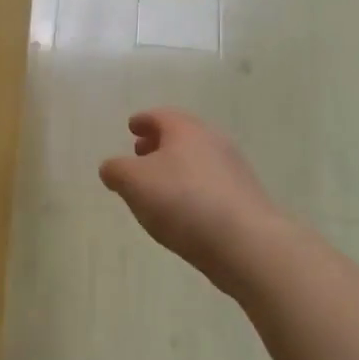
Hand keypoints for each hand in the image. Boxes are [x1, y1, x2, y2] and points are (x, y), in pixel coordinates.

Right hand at [99, 108, 302, 297]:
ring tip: (157, 188)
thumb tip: (112, 167)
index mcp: (186, 130)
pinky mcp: (245, 198)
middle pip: (182, 136)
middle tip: (140, 154)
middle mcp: (213, 141)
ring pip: (197, 160)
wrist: (246, 243)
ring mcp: (234, 170)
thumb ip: (116, 170)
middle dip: (159, 144)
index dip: (143, 120)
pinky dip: (192, 189)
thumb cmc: (183, 201)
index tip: (132, 126)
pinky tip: (182, 211)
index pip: (160, 116)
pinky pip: (211, 185)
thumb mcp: (133, 182)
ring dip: (176, 168)